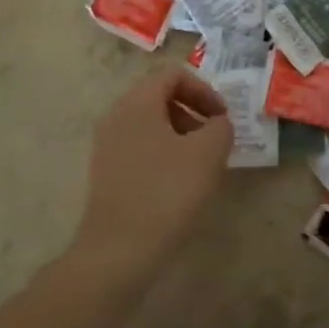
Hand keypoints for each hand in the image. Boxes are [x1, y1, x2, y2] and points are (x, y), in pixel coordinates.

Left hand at [70, 68, 232, 282]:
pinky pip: (139, 147)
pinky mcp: (105, 173)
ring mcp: (107, 146)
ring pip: (150, 124)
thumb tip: (217, 124)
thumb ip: (221, 127)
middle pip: (159, 97)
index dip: (204, 90)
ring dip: (180, 134)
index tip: (222, 118)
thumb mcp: (208, 153)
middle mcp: (116, 116)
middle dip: (192, 112)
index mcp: (137, 102)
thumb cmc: (166, 193)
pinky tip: (178, 184)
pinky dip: (163, 154)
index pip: (173, 74)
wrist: (117, 253)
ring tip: (200, 164)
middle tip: (214, 139)